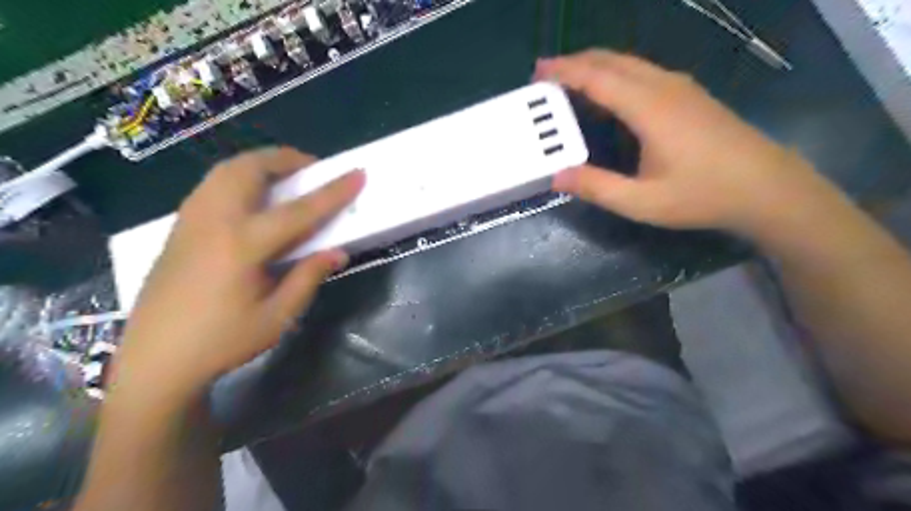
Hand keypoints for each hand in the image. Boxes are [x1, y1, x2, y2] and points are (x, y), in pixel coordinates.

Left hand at [113, 148, 365, 406]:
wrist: (155, 361)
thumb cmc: (222, 342)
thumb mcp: (277, 317)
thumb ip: (308, 278)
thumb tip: (338, 252)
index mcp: (242, 246)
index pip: (299, 210)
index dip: (333, 192)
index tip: (358, 173)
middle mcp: (214, 222)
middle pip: (249, 170)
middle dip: (285, 159)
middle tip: (312, 169)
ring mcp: (190, 222)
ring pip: (224, 171)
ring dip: (259, 164)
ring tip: (285, 177)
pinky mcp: (178, 229)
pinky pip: (212, 185)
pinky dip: (239, 177)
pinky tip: (252, 200)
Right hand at [535, 49, 829, 237]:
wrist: (768, 188)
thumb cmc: (703, 195)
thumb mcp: (642, 201)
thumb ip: (596, 187)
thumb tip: (556, 176)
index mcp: (649, 107)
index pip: (597, 77)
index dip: (565, 71)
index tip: (538, 73)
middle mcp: (664, 86)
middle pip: (612, 61)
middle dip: (575, 62)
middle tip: (545, 75)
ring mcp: (681, 88)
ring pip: (630, 63)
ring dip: (595, 67)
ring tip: (569, 82)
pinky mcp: (690, 95)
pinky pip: (643, 73)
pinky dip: (616, 75)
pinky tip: (609, 95)